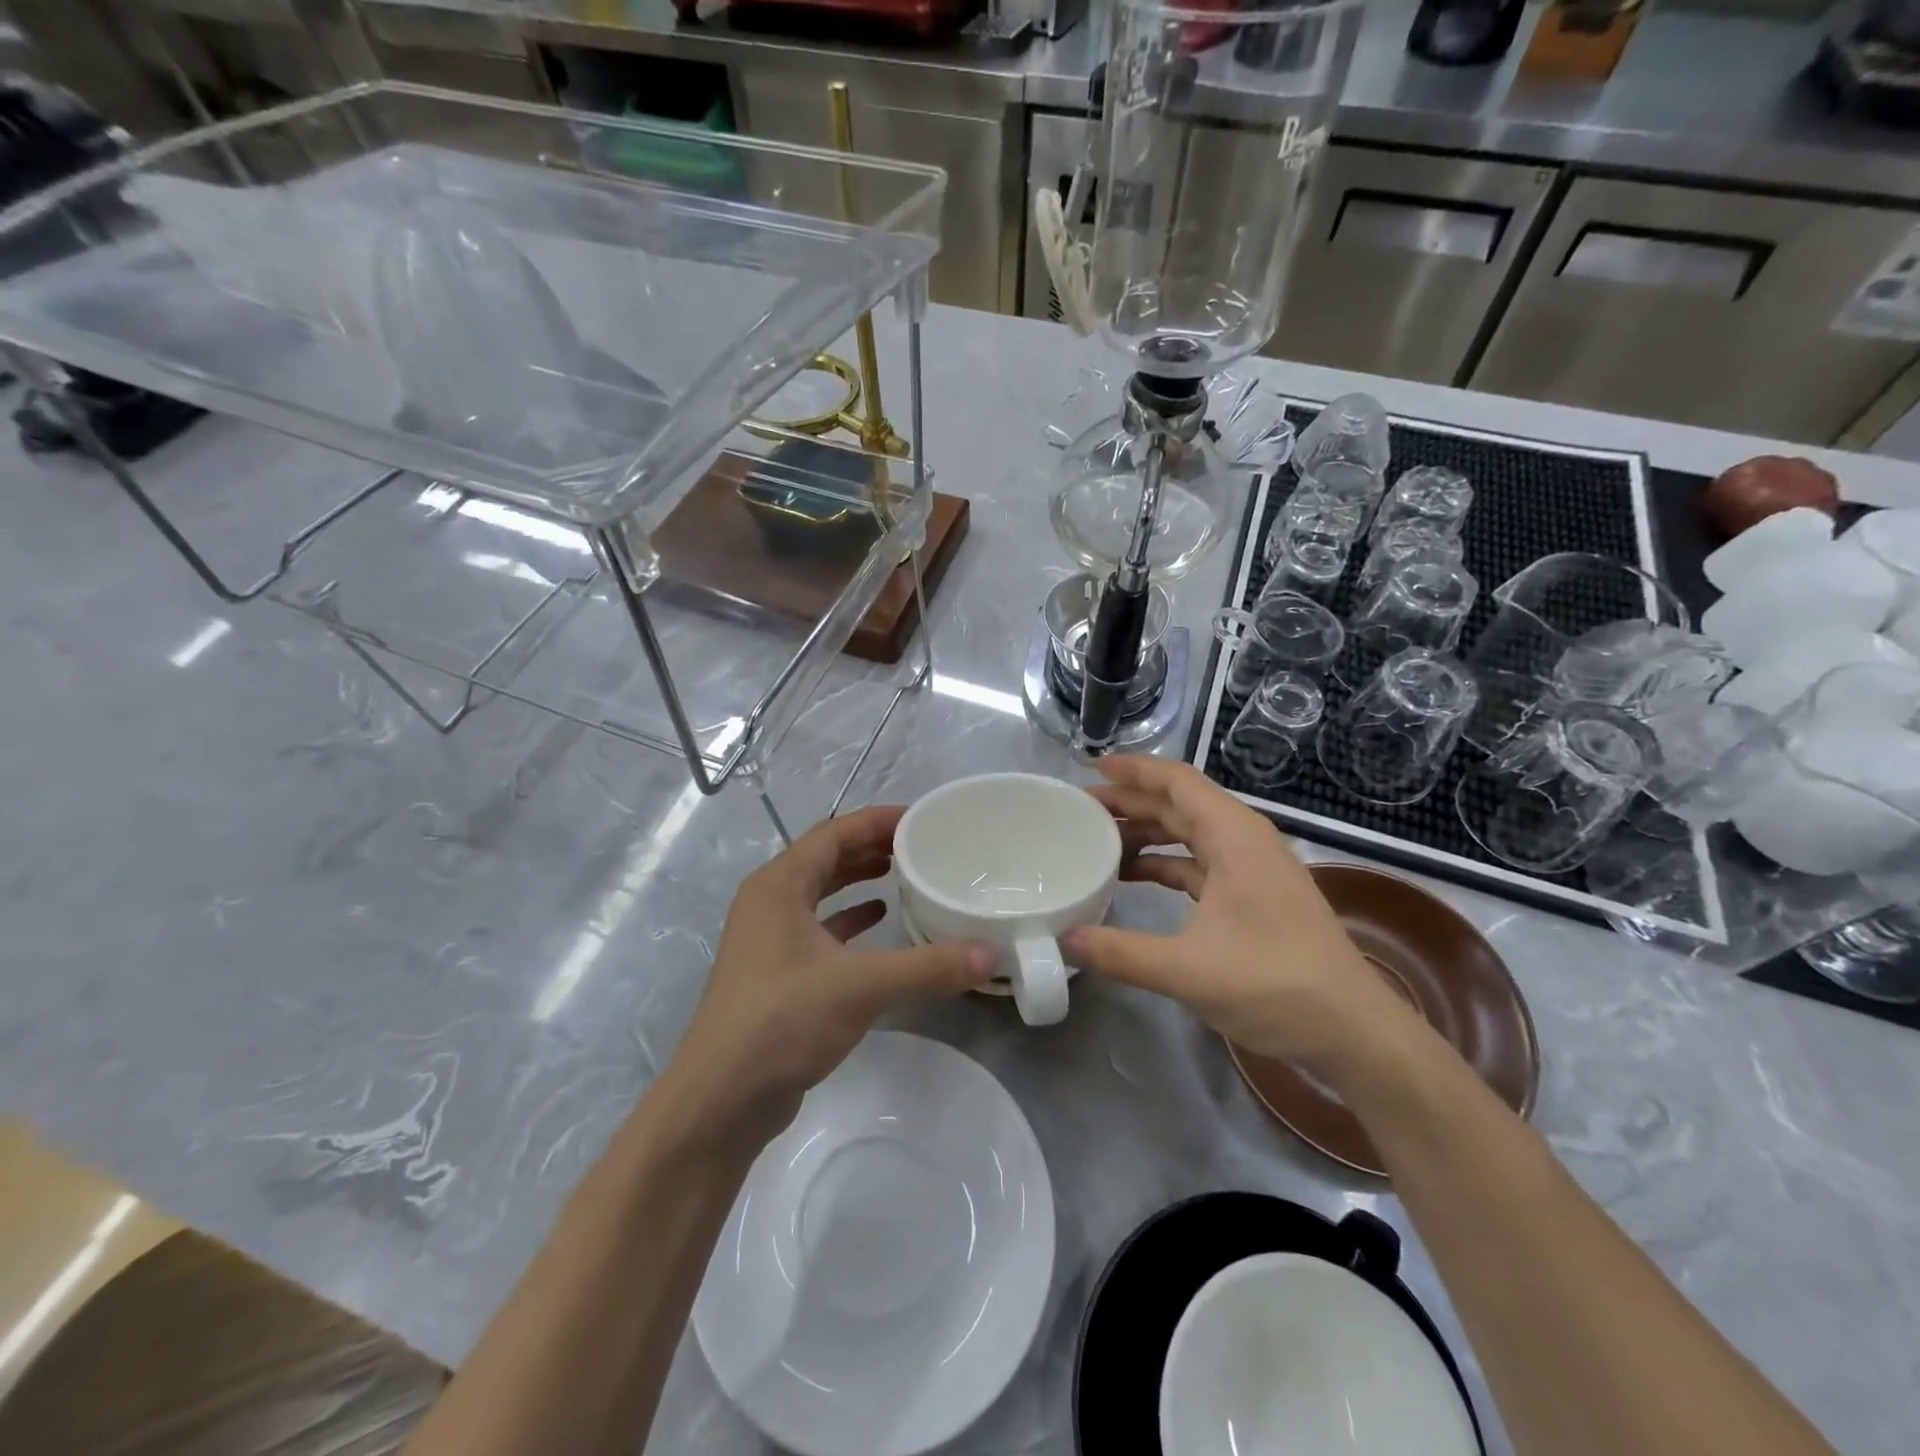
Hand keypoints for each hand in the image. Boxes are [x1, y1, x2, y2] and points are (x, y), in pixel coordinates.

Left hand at [664, 805, 994, 1143]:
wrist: (721, 1100)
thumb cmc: (782, 1022)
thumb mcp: (861, 987)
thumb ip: (928, 967)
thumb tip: (991, 954)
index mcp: (779, 885)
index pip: (833, 833)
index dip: (877, 821)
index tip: (921, 819)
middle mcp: (769, 902)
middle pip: (825, 857)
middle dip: (870, 847)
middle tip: (920, 846)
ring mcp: (768, 938)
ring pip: (820, 892)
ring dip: (858, 880)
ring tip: (904, 875)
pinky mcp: (775, 972)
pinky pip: (818, 928)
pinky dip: (849, 919)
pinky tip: (879, 923)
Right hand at [1062, 757, 1422, 1075]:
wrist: (1353, 1031)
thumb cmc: (1275, 985)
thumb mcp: (1188, 970)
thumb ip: (1121, 952)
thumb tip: (1063, 940)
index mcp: (1235, 837)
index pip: (1178, 782)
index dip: (1135, 770)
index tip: (1093, 770)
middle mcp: (1243, 842)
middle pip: (1179, 805)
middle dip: (1130, 803)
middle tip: (1080, 811)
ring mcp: (1250, 870)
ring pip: (1188, 835)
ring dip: (1145, 834)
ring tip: (1096, 843)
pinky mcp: (1252, 897)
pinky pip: (1198, 865)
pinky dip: (1163, 865)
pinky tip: (1131, 879)